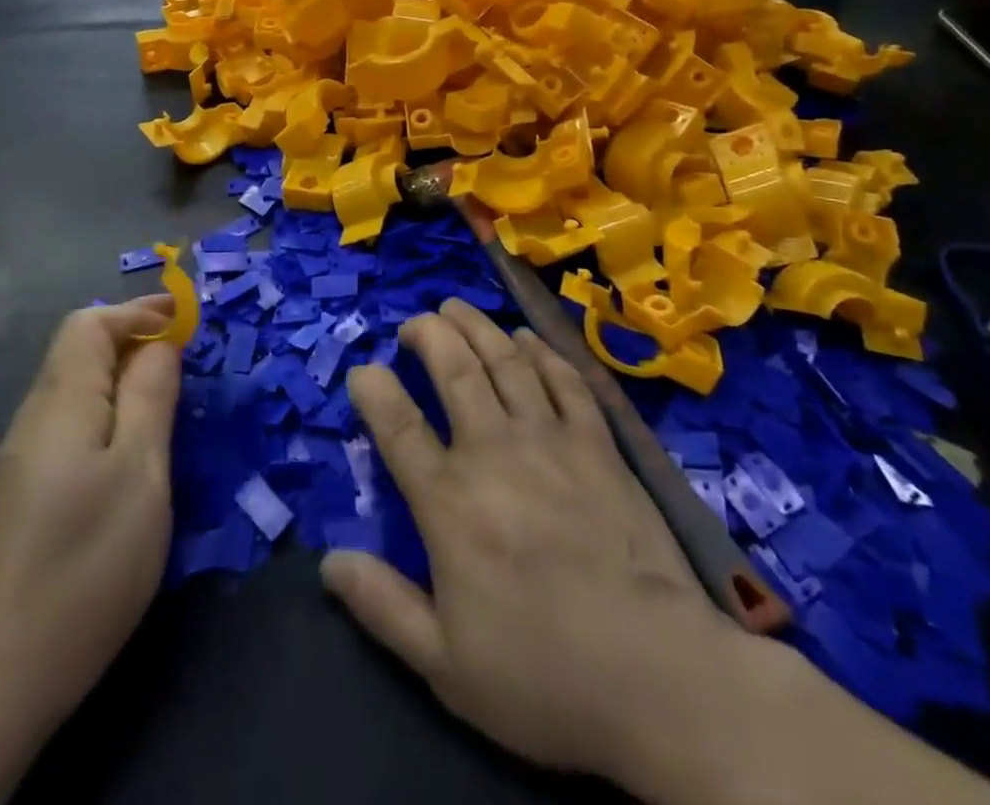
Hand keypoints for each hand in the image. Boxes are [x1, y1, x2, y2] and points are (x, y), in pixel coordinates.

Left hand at [0, 299, 182, 804]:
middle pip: (79, 349)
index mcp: (61, 403)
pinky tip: (132, 447)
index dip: (139, 311)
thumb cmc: (87, 563)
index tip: (187, 320)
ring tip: (168, 397)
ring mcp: (24, 456)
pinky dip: (108, 410)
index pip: (91, 323)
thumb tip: (162, 343)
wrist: (2, 675)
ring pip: (76, 386)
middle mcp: (34, 417)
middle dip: (134, 338)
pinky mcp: (25, 490)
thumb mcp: (140, 472)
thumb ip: (151, 396)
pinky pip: (71, 422)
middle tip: (186, 358)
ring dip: (122, 375)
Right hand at [319, 302, 769, 797]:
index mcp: (449, 502)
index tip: (362, 372)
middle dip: (426, 334)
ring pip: (506, 360)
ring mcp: (551, 441)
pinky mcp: (600, 446)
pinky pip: (566, 381)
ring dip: (476, 326)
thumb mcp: (445, 664)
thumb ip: (381, 605)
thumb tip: (327, 562)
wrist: (661, 680)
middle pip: (453, 369)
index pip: (397, 424)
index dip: (373, 388)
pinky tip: (527, 339)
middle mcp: (494, 452)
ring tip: (454, 308)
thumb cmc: (544, 677)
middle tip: (412, 325)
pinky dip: (542, 353)